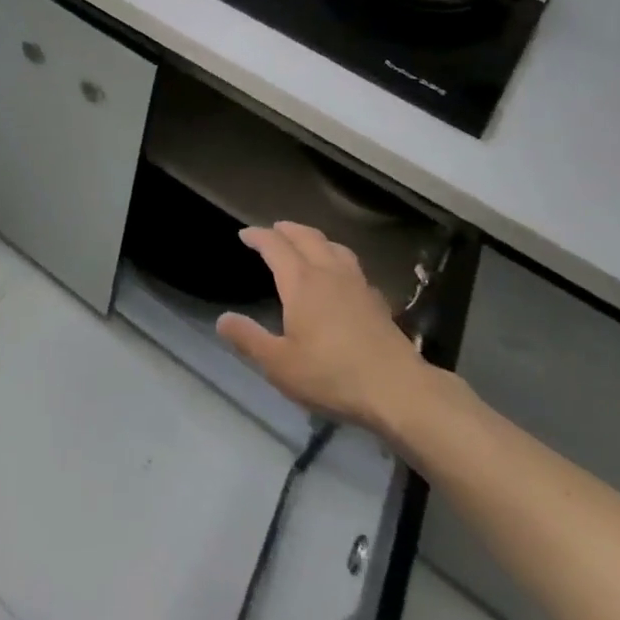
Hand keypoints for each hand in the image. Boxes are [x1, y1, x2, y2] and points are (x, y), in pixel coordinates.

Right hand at [218, 222, 430, 432]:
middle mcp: (329, 272)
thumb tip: (222, 319)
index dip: (258, 236)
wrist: (397, 389)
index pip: (275, 246)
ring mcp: (357, 283)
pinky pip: (352, 266)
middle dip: (286, 230)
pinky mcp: (376, 300)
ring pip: (333, 246)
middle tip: (273, 230)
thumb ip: (248, 339)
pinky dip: (337, 259)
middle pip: (306, 237)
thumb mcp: (279, 364)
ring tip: (306, 244)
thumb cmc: (331, 375)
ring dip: (314, 238)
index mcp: (301, 282)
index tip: (245, 234)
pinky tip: (340, 277)